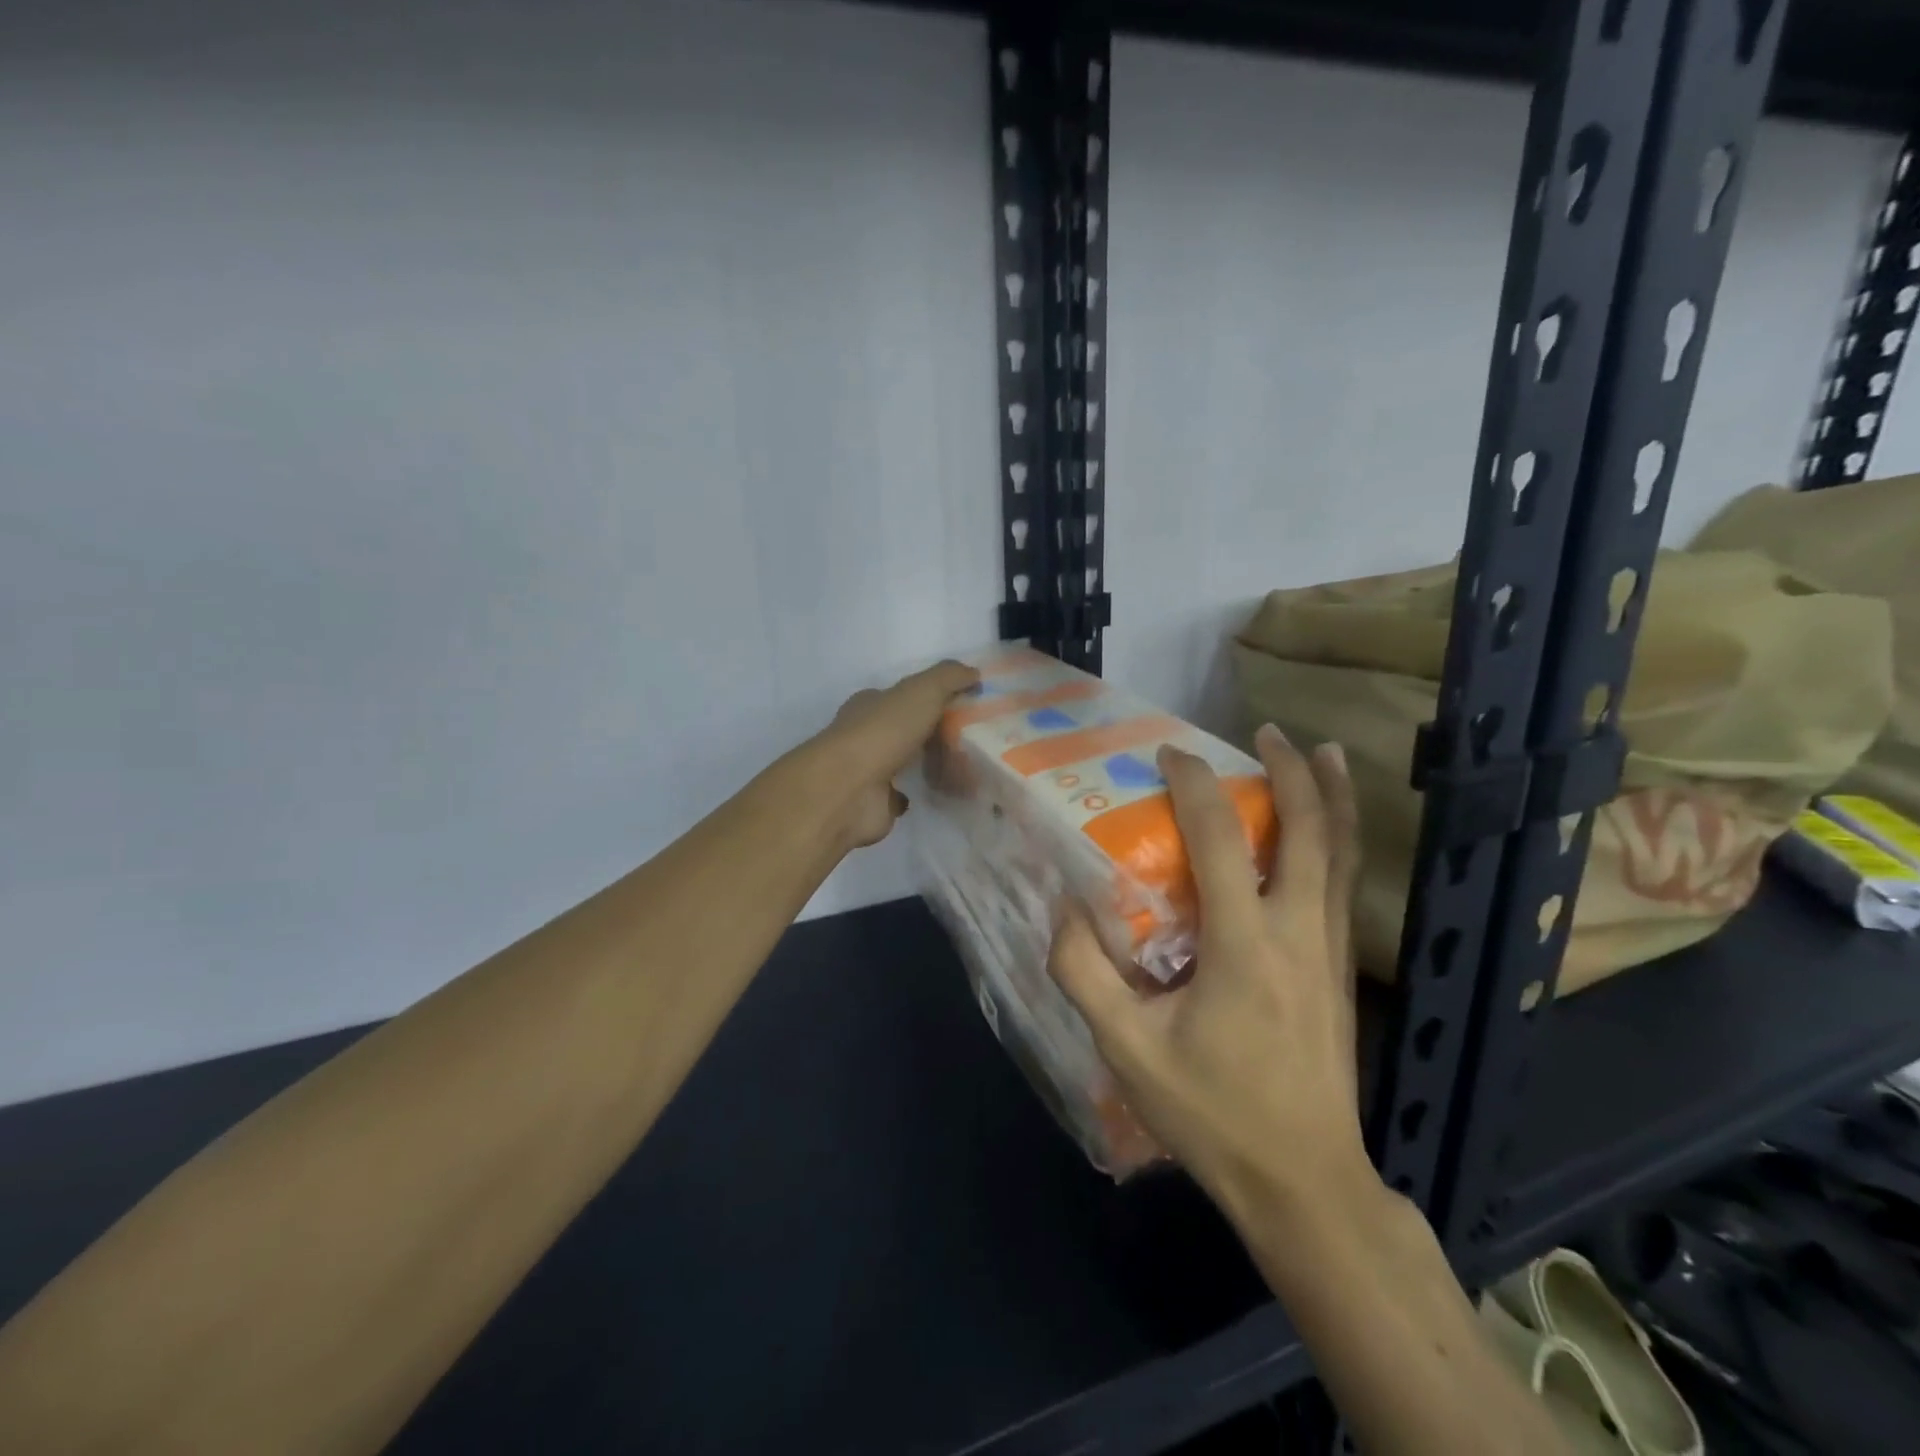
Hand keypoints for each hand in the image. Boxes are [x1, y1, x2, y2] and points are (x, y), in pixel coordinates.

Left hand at [808, 659, 979, 849]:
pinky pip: (904, 795)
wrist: (850, 790)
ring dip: (932, 764)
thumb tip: (973, 672)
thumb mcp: (922, 691)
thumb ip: (948, 677)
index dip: (931, 697)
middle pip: (906, 730)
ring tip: (968, 767)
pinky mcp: (876, 803)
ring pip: (906, 762)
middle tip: (973, 740)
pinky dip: (919, 792)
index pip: (901, 696)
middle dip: (935, 733)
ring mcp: (869, 771)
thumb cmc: (883, 732)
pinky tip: (942, 792)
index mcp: (870, 705)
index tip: (963, 704)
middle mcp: (866, 734)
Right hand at [1047, 724, 1370, 1218]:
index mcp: (1244, 945)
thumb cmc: (1213, 1113)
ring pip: (1341, 853)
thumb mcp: (1128, 1050)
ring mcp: (1330, 950)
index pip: (1220, 840)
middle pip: (1309, 830)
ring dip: (1333, 796)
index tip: (1170, 754)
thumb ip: (1084, 974)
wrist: (1304, 1182)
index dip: (1195, 786)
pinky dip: (1339, 840)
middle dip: (1290, 771)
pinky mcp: (1341, 971)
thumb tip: (1063, 908)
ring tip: (1325, 752)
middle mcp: (1298, 932)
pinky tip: (1328, 831)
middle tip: (1266, 731)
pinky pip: (1344, 884)